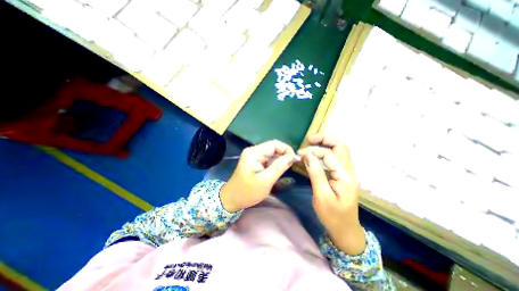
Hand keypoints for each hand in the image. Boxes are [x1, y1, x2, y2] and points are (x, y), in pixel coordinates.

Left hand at [219, 140, 295, 211]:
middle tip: (292, 165)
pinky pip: (268, 159)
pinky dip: (275, 163)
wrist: (232, 199)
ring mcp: (254, 156)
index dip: (286, 149)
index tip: (295, 159)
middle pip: (273, 148)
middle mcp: (253, 151)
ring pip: (272, 154)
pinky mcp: (255, 162)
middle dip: (284, 155)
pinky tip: (279, 170)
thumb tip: (292, 156)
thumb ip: (279, 167)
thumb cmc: (247, 192)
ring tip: (286, 168)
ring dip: (280, 159)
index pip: (274, 144)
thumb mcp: (265, 180)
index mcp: (254, 153)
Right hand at [298, 132, 365, 253]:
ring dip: (325, 143)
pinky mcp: (343, 174)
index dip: (313, 151)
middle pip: (340, 145)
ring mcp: (347, 172)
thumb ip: (315, 173)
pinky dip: (325, 151)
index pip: (329, 154)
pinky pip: (335, 157)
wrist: (345, 229)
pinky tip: (316, 153)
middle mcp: (349, 170)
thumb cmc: (332, 215)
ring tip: (311, 142)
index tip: (300, 154)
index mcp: (345, 176)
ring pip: (339, 149)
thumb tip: (307, 154)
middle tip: (309, 139)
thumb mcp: (321, 195)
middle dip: (324, 138)